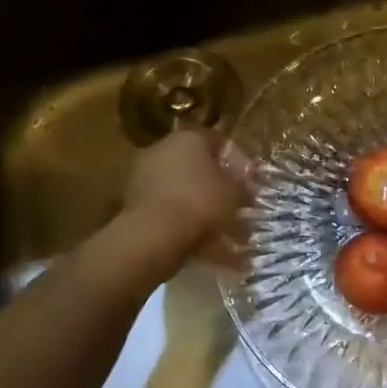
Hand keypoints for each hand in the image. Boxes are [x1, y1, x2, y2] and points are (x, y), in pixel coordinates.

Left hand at [122, 128, 251, 268]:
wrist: (154, 233)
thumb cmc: (201, 201)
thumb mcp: (234, 192)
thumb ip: (242, 186)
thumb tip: (246, 188)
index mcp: (188, 138)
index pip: (218, 142)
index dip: (239, 162)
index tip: (250, 183)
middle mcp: (163, 151)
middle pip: (199, 168)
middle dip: (220, 189)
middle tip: (239, 209)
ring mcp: (145, 177)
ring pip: (185, 193)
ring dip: (206, 211)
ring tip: (228, 236)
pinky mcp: (136, 204)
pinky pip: (171, 211)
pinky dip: (189, 226)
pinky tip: (209, 248)